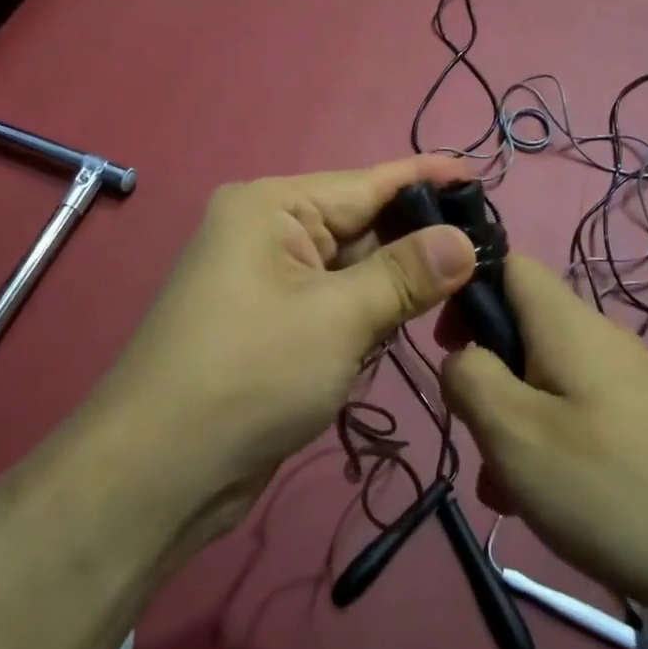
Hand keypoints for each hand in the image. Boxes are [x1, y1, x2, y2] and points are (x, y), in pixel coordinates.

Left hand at [91, 156, 477, 548]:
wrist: (158, 472)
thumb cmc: (249, 375)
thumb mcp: (338, 317)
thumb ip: (405, 274)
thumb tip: (465, 240)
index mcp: (272, 207)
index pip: (367, 183)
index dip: (427, 179)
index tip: (482, 175)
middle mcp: (267, 233)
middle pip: (360, 226)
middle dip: (418, 240)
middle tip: (490, 250)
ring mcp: (266, 281)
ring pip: (351, 269)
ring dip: (396, 284)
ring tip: (464, 286)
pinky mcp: (270, 325)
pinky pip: (333, 304)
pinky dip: (368, 314)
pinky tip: (407, 323)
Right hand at [440, 256, 647, 633]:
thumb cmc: (615, 487)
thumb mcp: (515, 433)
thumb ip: (470, 379)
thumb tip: (462, 358)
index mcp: (566, 324)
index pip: (509, 265)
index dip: (468, 291)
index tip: (449, 349)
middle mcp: (600, 340)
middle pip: (523, 331)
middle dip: (488, 379)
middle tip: (479, 438)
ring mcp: (629, 384)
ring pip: (547, 382)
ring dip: (516, 425)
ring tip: (508, 491)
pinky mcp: (647, 426)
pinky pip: (579, 417)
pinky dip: (552, 448)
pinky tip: (552, 506)